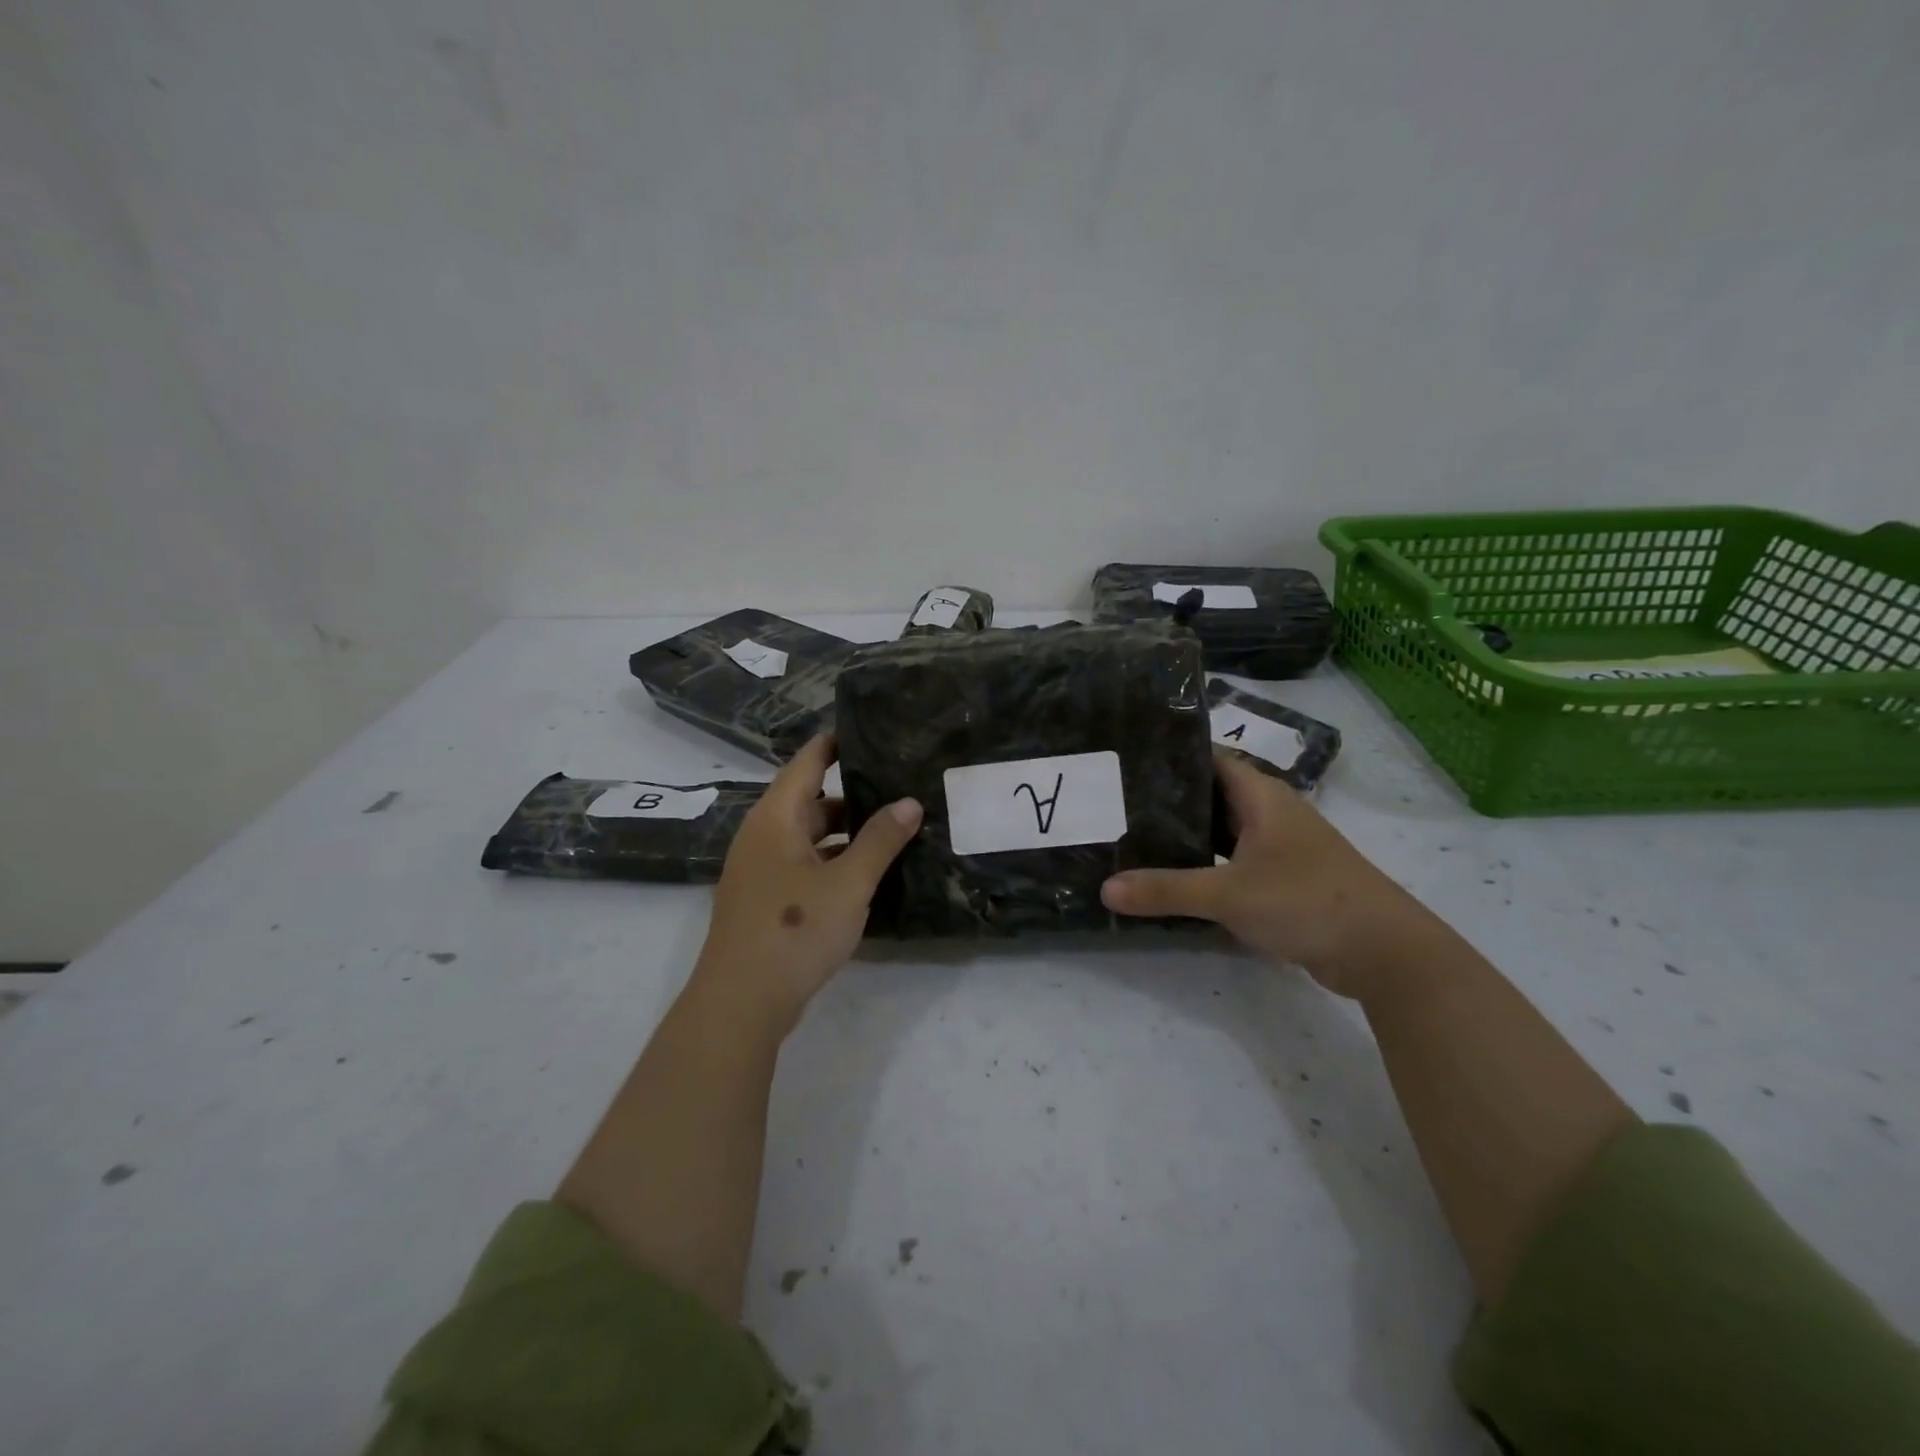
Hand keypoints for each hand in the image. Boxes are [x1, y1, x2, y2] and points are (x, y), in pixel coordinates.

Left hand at [693, 735, 922, 1034]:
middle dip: (852, 794)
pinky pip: (804, 865)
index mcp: (775, 819)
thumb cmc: (794, 930)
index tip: (869, 731)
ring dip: (845, 832)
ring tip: (892, 828)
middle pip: (809, 801)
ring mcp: (760, 871)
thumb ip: (881, 840)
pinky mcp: (765, 901)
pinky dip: (833, 861)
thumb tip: (910, 801)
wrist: (741, 1003)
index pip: (807, 763)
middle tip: (898, 785)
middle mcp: (763, 837)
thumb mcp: (849, 882)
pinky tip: (866, 874)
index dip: (835, 744)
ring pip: (808, 837)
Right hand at [1101, 750, 1416, 997]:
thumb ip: (1166, 890)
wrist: (1383, 951)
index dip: (1169, 756)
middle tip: (1116, 803)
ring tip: (1133, 837)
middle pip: (1210, 796)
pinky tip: (1171, 877)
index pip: (1208, 758)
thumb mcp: (1228, 894)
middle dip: (1167, 800)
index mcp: (1262, 796)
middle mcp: (1270, 813)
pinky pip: (1232, 862)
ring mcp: (1278, 847)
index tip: (1125, 760)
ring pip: (1221, 832)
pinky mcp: (1282, 879)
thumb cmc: (1306, 900)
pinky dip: (1205, 866)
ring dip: (1186, 837)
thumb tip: (1105, 889)